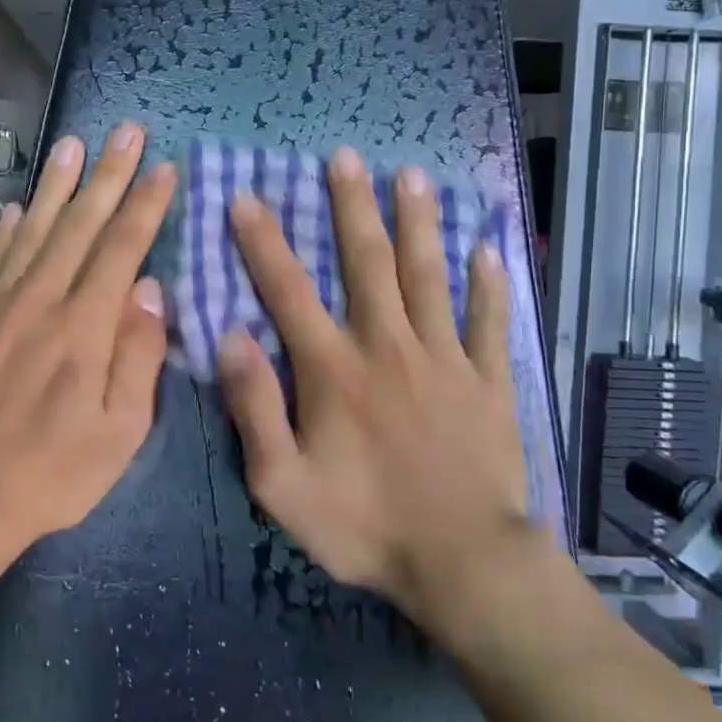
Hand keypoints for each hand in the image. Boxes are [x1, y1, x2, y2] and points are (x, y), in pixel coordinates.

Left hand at [0, 122, 175, 550]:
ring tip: (72, 143)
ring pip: (33, 230)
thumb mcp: (120, 431)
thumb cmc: (53, 470)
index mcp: (84, 326)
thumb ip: (139, 356)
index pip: (122, 248)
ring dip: (56, 184)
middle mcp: (40, 300)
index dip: (145, 205)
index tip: (164, 167)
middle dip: (108, 174)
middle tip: (126, 131)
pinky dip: (6, 229)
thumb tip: (151, 291)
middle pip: (80, 224)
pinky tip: (16, 207)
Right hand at [217, 147, 537, 639]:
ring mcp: (445, 359)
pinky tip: (488, 249)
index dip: (264, 242)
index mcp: (334, 370)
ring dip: (418, 223)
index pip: (289, 292)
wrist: (463, 564)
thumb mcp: (283, 484)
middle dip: (352, 206)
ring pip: (429, 276)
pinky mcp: (489, 381)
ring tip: (412, 176)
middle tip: (345, 157)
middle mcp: (388, 347)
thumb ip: (254, 409)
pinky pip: (490, 322)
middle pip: (367, 263)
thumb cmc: (365, 526)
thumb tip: (230, 338)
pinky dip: (489, 284)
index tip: (247, 196)